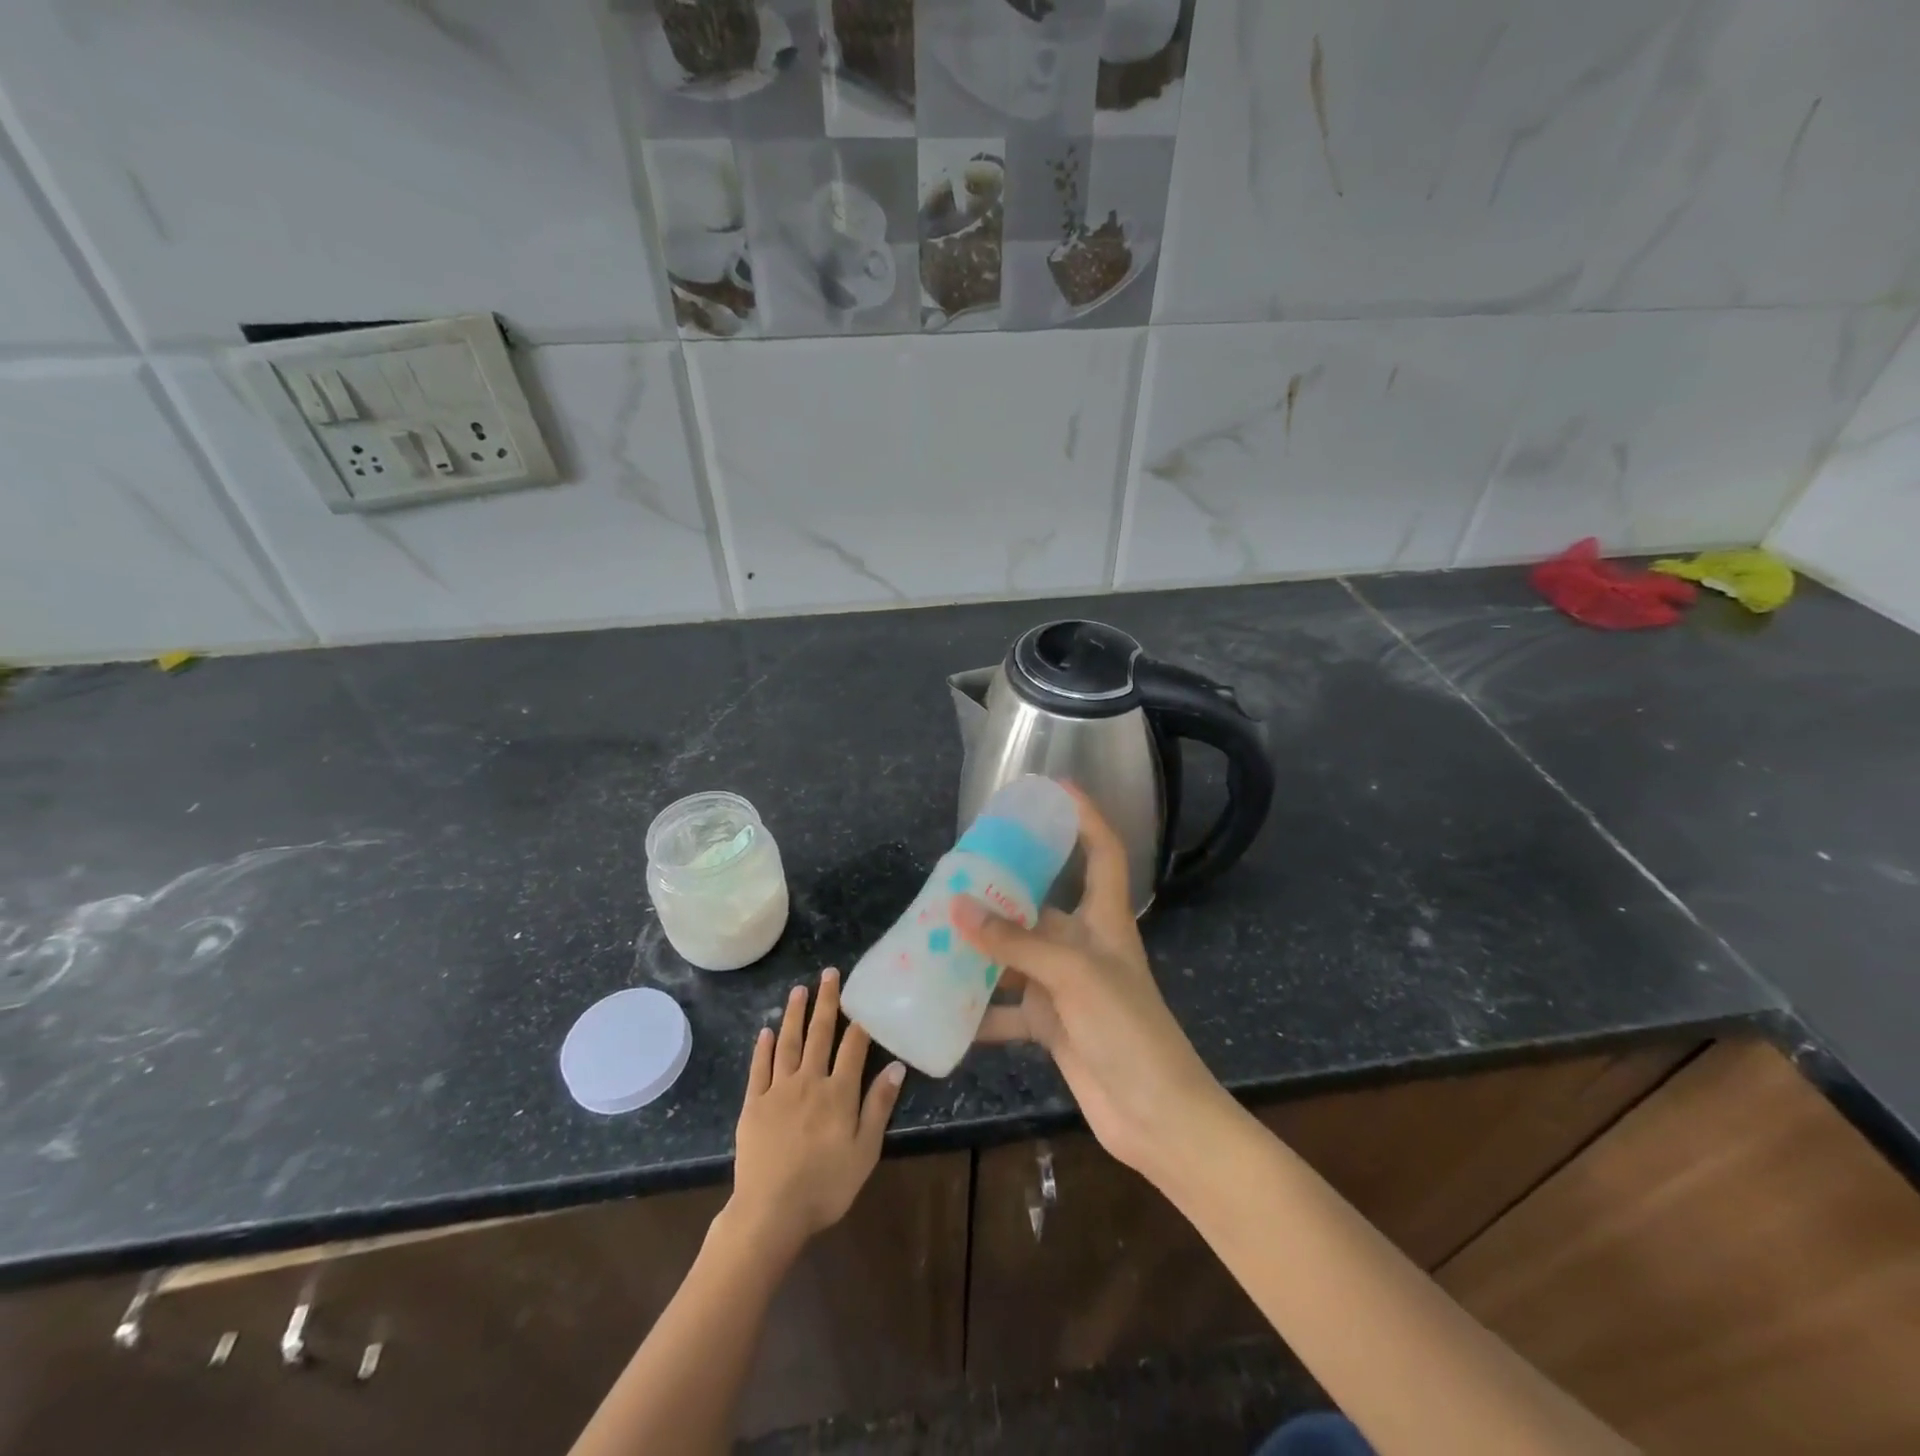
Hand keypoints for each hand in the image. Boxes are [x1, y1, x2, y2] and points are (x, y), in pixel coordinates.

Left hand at [727, 969, 905, 1259]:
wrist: (770, 1212)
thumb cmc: (826, 1186)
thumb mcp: (865, 1151)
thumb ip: (879, 1106)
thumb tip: (896, 1066)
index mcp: (839, 1092)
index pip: (853, 1046)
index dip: (860, 1019)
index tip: (863, 993)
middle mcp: (809, 1081)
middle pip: (819, 1034)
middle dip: (826, 1002)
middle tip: (829, 973)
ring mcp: (778, 1090)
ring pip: (788, 1043)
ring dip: (795, 1014)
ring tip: (799, 989)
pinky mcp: (754, 1104)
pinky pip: (759, 1068)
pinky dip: (763, 1047)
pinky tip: (767, 1029)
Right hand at [953, 787, 1227, 1183]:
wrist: (1156, 1117)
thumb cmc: (1128, 1030)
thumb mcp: (1073, 976)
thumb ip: (1016, 943)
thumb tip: (958, 907)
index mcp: (1104, 920)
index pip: (1102, 852)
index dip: (1085, 816)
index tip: (1054, 789)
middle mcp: (1084, 946)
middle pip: (1041, 904)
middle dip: (1002, 890)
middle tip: (954, 874)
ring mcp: (1067, 987)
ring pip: (1016, 956)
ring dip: (981, 950)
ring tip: (934, 934)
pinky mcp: (1053, 1025)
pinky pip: (1008, 1009)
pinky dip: (979, 1011)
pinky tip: (943, 1008)